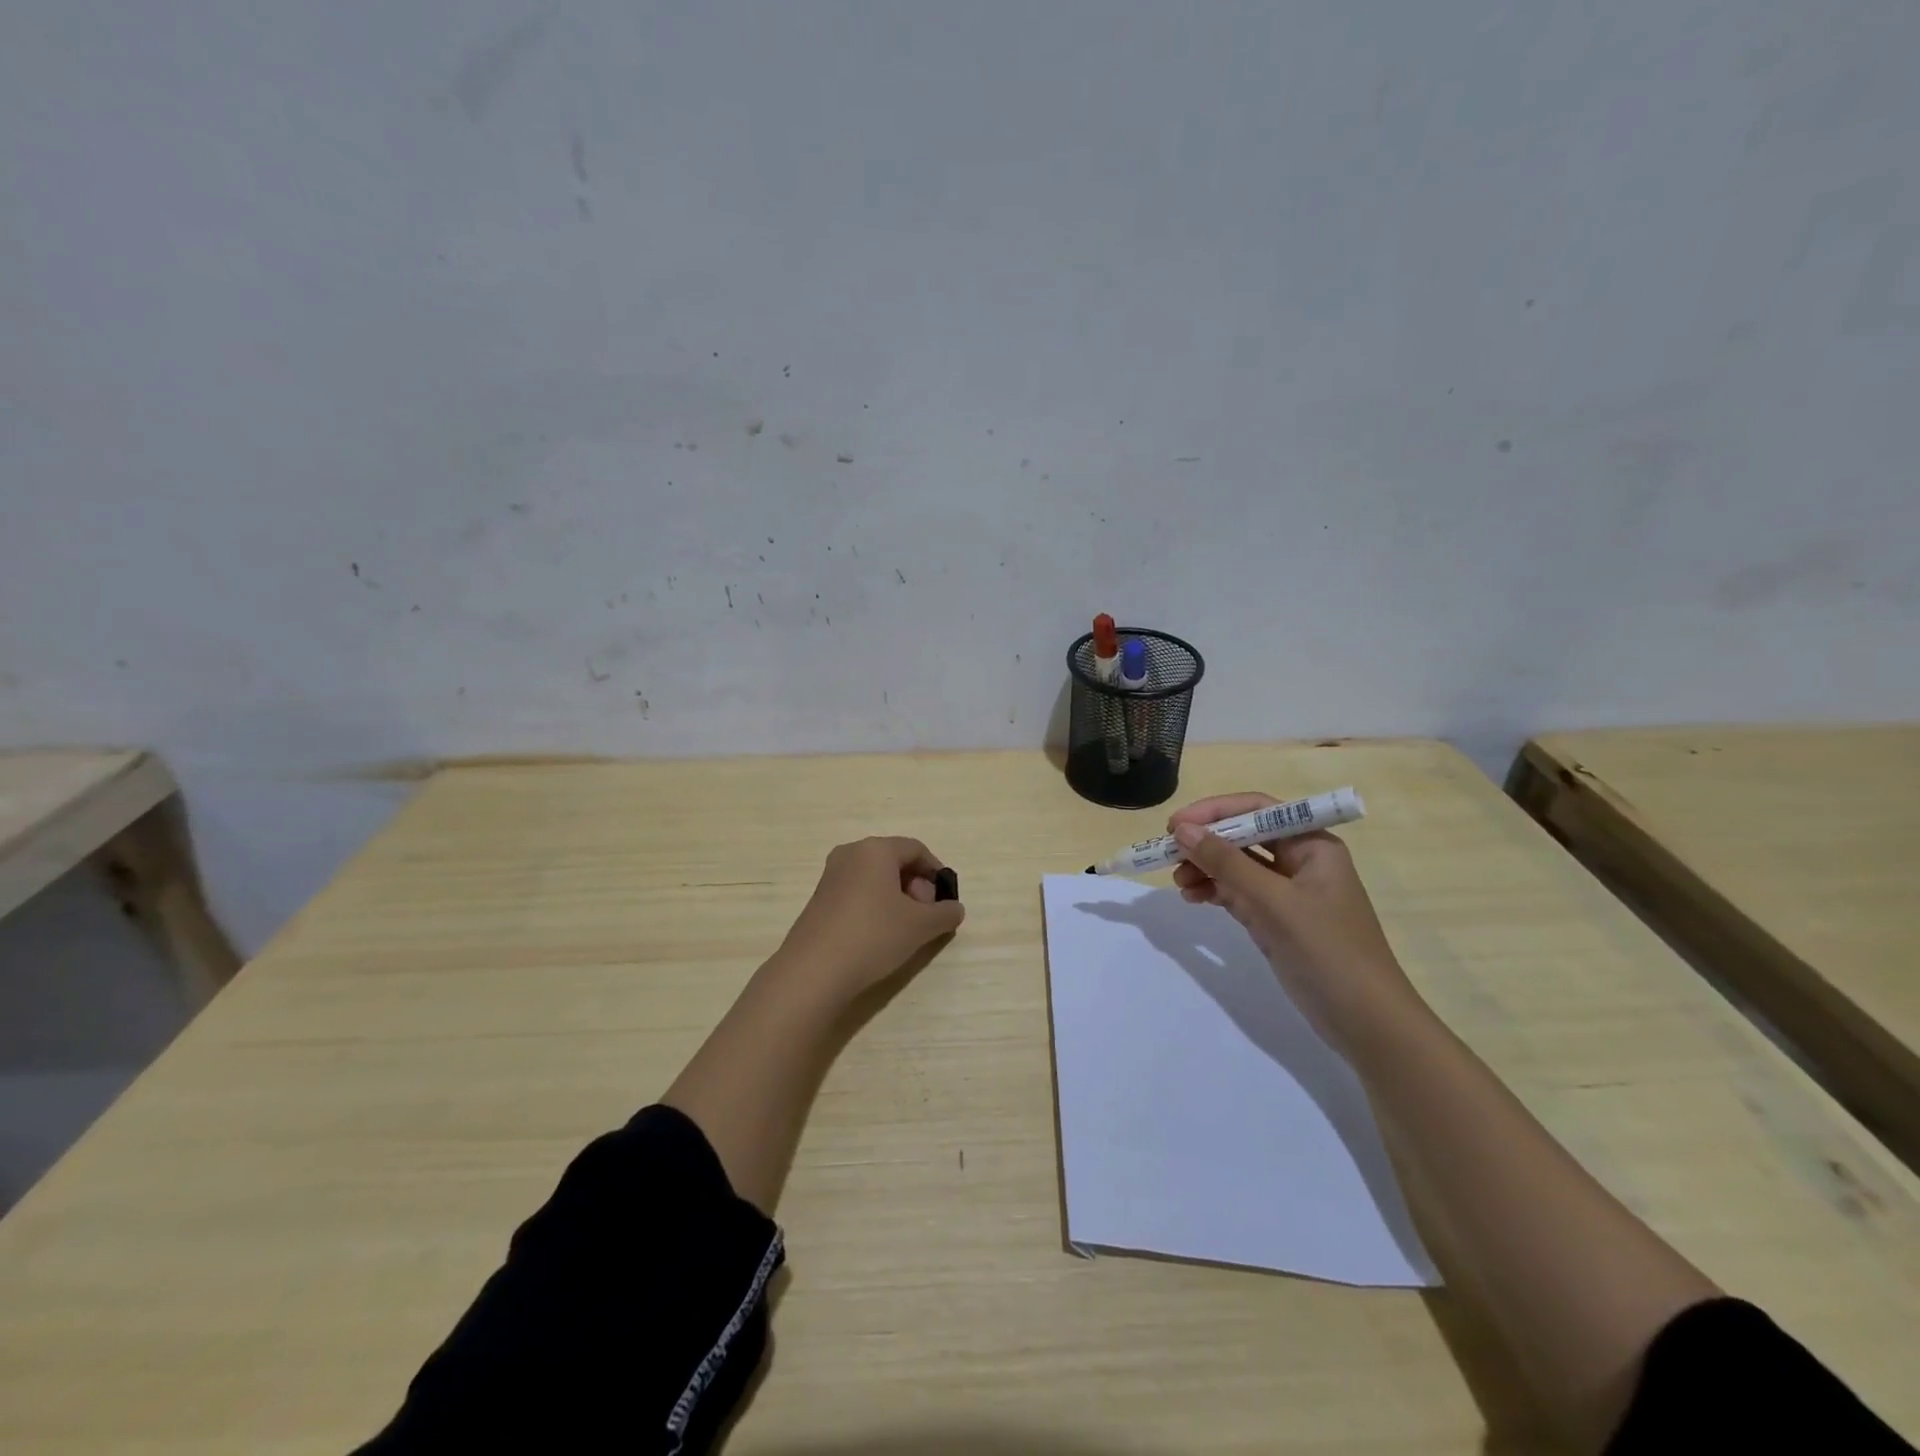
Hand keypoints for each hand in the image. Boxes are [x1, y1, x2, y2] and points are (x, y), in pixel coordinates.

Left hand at [774, 836, 964, 1002]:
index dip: (936, 872)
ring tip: (904, 930)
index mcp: (876, 849)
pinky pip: (857, 892)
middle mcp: (851, 853)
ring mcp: (831, 876)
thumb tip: (954, 909)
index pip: (916, 849)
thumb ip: (945, 914)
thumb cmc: (873, 935)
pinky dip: (875, 906)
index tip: (945, 901)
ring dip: (897, 898)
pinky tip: (879, 936)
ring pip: (875, 878)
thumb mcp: (920, 926)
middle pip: (895, 861)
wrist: (814, 971)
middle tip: (925, 917)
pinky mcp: (819, 899)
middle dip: (917, 886)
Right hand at [1168, 792, 1418, 1042]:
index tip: (1176, 825)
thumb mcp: (1274, 901)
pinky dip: (1214, 891)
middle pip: (1244, 836)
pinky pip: (1237, 893)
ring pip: (1237, 866)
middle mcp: (1301, 861)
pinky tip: (1192, 897)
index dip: (1215, 812)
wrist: (1365, 1021)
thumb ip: (1227, 863)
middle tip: (1168, 853)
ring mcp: (1287, 892)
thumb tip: (1183, 830)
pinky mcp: (1276, 920)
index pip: (1258, 810)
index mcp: (1313, 844)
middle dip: (1206, 842)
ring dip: (1206, 868)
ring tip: (1179, 882)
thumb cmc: (1327, 949)